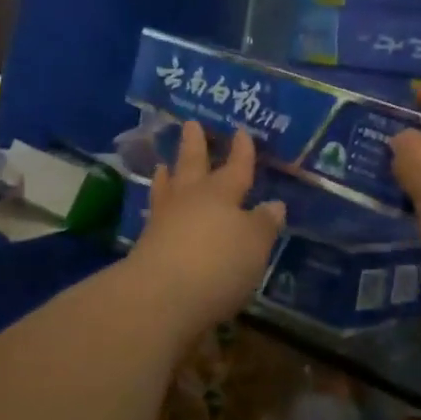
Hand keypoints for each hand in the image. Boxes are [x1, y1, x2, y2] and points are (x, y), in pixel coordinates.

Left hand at [125, 122, 284, 344]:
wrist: (161, 296)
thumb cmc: (218, 263)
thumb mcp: (254, 244)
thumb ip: (263, 223)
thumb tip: (274, 204)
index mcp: (221, 193)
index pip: (236, 167)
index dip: (241, 151)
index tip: (241, 131)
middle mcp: (191, 199)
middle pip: (193, 165)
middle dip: (195, 145)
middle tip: (191, 124)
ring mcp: (164, 220)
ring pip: (168, 188)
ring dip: (168, 174)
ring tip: (164, 164)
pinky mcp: (146, 245)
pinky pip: (155, 214)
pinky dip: (158, 205)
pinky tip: (158, 210)